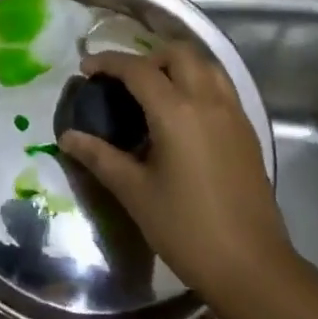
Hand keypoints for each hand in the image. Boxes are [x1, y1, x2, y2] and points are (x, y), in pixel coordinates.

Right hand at [58, 45, 293, 299]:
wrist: (250, 264)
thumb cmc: (186, 229)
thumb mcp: (135, 193)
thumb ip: (100, 157)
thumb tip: (67, 137)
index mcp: (177, 111)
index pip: (138, 69)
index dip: (108, 62)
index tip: (85, 68)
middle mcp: (208, 100)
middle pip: (178, 53)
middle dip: (147, 56)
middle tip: (123, 80)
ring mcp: (233, 113)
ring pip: (206, 65)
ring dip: (176, 64)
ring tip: (154, 89)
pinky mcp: (247, 130)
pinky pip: (221, 86)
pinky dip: (198, 81)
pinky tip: (183, 113)